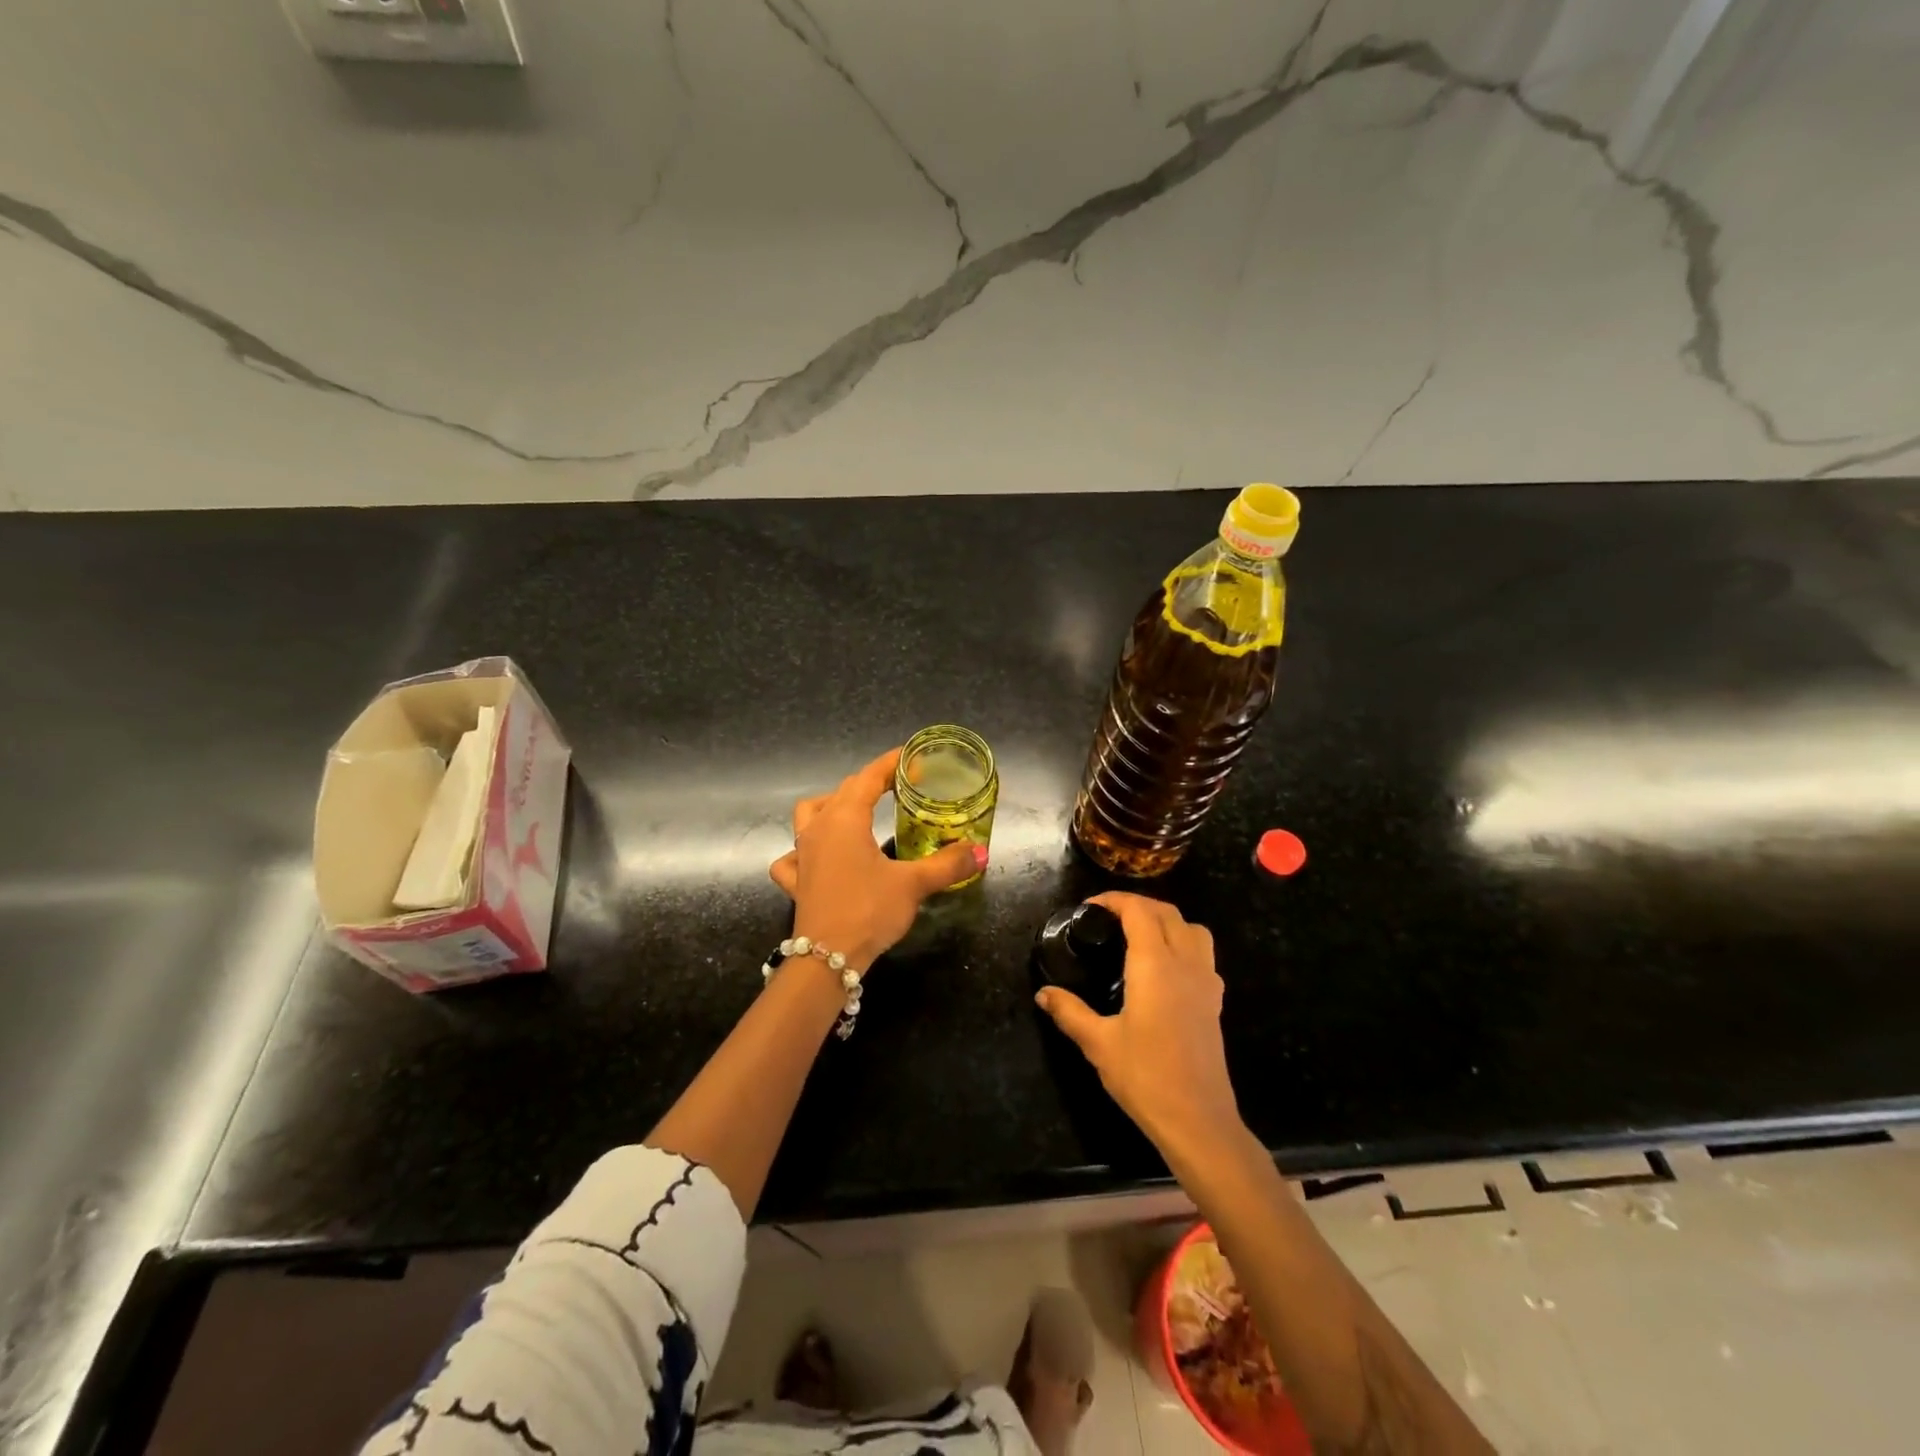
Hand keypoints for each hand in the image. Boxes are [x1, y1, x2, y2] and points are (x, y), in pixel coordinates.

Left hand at [769, 748, 982, 971]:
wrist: (826, 959)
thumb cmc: (869, 910)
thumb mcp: (913, 884)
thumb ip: (947, 864)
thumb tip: (980, 851)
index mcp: (845, 818)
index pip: (868, 777)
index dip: (891, 764)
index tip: (913, 759)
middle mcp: (818, 828)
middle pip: (842, 791)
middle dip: (870, 783)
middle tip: (898, 788)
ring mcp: (802, 854)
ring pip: (809, 815)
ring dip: (830, 806)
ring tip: (854, 814)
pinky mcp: (796, 881)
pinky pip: (792, 856)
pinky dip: (802, 851)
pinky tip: (816, 859)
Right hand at [1035, 893, 1243, 1158]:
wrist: (1198, 1120)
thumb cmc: (1145, 1076)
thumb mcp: (1098, 1043)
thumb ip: (1069, 1012)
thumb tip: (1043, 993)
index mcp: (1155, 965)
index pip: (1139, 911)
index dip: (1115, 900)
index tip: (1091, 907)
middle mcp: (1185, 963)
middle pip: (1168, 913)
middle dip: (1138, 905)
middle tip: (1108, 917)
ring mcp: (1206, 982)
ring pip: (1193, 929)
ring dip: (1166, 920)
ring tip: (1139, 934)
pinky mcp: (1215, 1002)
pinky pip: (1203, 954)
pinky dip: (1183, 943)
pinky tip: (1164, 969)